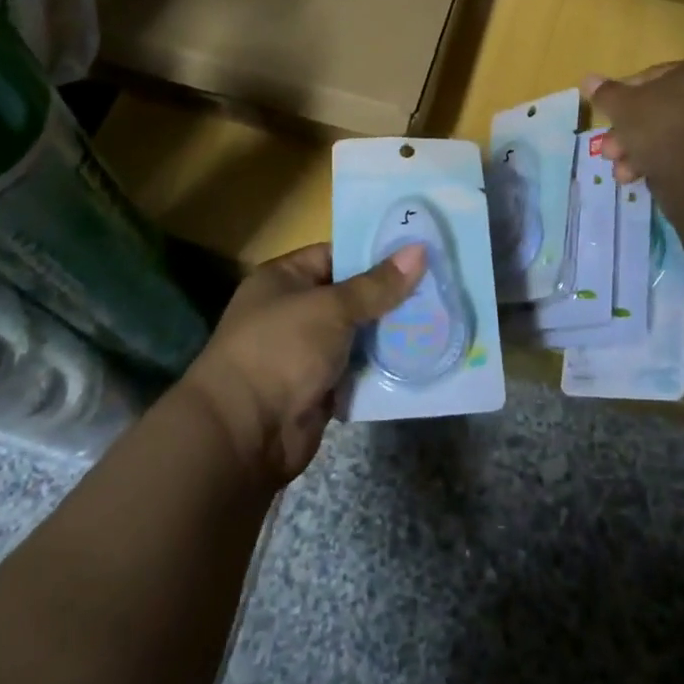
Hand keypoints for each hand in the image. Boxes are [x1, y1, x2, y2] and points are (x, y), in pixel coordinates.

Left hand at [180, 242, 425, 483]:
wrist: (244, 434)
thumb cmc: (281, 350)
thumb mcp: (332, 308)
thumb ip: (377, 285)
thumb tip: (419, 249)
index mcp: (284, 279)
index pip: (335, 254)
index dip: (374, 253)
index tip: (418, 252)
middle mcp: (293, 310)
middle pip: (350, 296)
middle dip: (389, 296)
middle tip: (439, 286)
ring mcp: (305, 352)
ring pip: (357, 335)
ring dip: (389, 333)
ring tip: (439, 318)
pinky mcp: (318, 388)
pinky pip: (356, 370)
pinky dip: (380, 367)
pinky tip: (419, 357)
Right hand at [583, 60, 683, 184]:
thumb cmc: (663, 129)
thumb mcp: (624, 107)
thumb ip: (606, 93)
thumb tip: (588, 79)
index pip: (649, 77)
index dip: (621, 95)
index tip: (605, 115)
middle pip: (656, 111)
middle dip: (626, 133)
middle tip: (608, 150)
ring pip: (666, 137)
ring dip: (636, 153)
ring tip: (621, 172)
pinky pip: (682, 157)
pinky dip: (660, 165)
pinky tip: (640, 179)